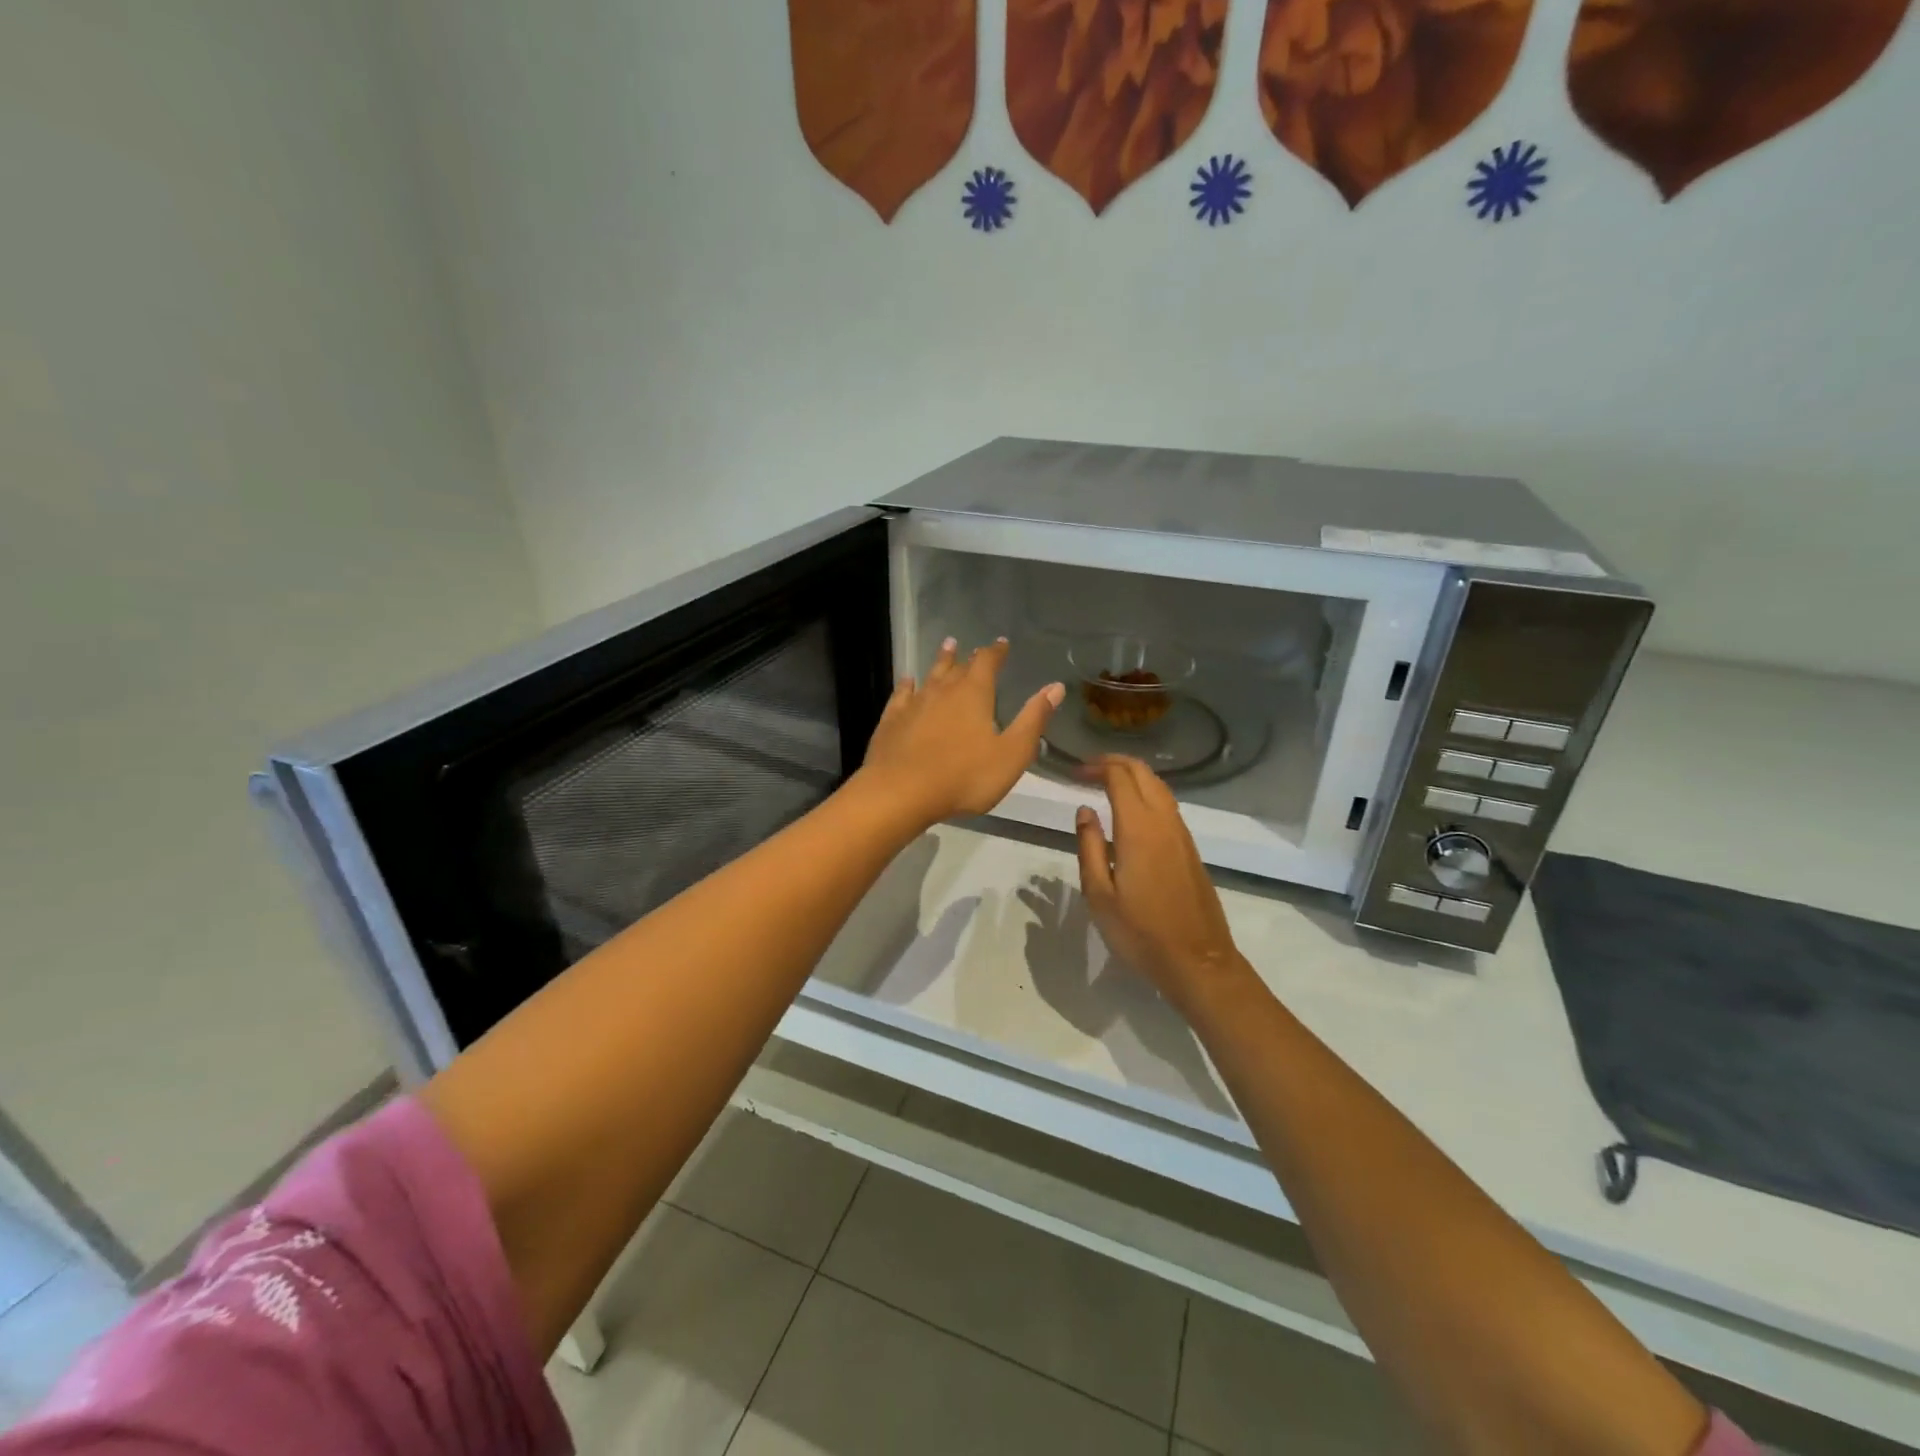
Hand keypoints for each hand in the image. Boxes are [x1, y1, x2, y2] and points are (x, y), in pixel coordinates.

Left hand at [857, 637, 1063, 827]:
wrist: (901, 792)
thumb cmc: (964, 776)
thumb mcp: (1011, 753)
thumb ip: (1033, 720)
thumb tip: (1055, 687)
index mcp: (974, 694)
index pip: (987, 663)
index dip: (996, 652)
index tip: (1001, 644)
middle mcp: (943, 690)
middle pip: (957, 666)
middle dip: (968, 656)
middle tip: (971, 646)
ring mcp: (914, 704)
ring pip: (930, 675)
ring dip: (940, 661)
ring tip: (947, 647)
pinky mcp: (891, 720)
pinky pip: (902, 694)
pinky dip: (907, 685)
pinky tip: (908, 682)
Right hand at [1074, 756, 1244, 1008]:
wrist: (1197, 961)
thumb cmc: (1140, 932)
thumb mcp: (1099, 894)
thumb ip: (1089, 846)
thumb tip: (1084, 810)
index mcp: (1138, 828)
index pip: (1119, 776)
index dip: (1095, 767)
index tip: (1074, 773)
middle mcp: (1164, 821)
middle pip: (1143, 773)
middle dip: (1115, 763)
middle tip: (1087, 770)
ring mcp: (1182, 834)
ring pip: (1159, 787)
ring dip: (1133, 776)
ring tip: (1106, 784)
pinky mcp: (1190, 849)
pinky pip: (1167, 805)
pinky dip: (1146, 794)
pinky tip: (1131, 812)